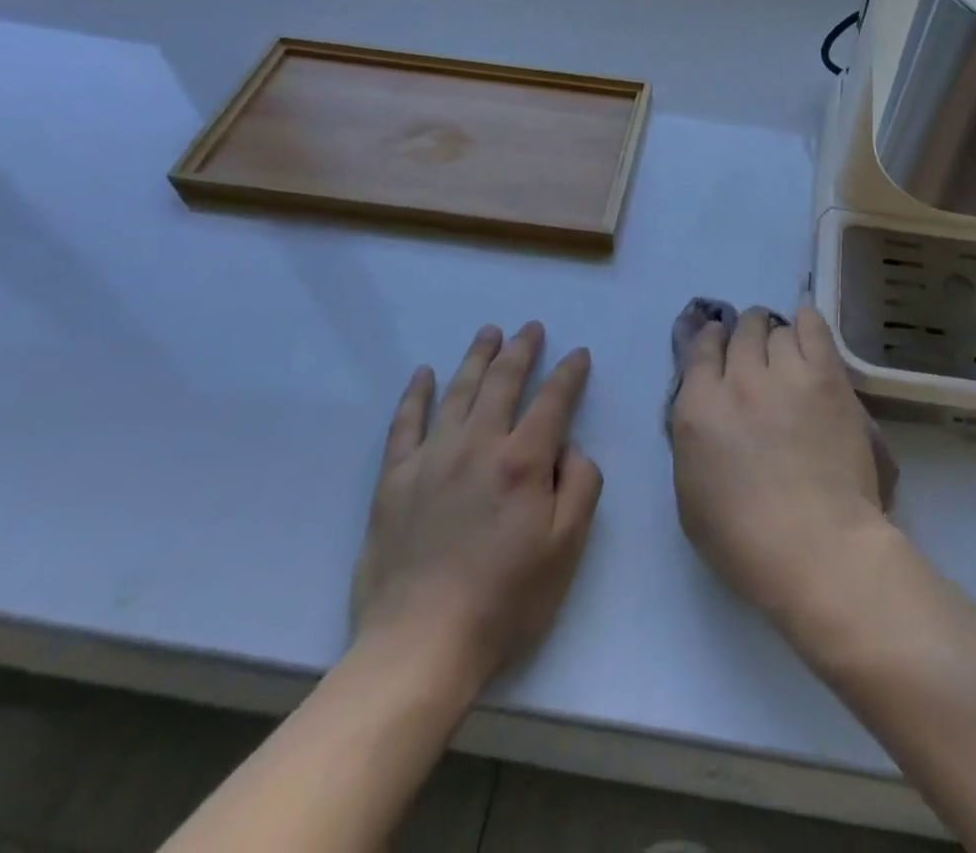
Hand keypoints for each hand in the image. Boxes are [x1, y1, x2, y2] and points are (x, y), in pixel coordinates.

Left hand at [350, 322, 602, 692]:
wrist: (419, 646)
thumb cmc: (504, 600)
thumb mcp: (566, 548)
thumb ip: (580, 485)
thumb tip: (569, 447)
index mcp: (523, 461)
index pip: (553, 400)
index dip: (569, 373)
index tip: (578, 354)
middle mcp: (478, 445)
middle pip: (503, 382)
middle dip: (521, 349)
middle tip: (531, 327)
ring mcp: (431, 458)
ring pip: (458, 391)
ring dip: (476, 357)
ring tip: (488, 332)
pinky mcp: (395, 479)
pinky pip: (405, 423)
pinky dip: (415, 394)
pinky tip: (423, 373)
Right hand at [668, 305, 893, 620]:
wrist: (818, 547)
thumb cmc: (745, 541)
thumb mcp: (690, 495)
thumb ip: (694, 438)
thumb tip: (705, 408)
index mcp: (698, 408)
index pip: (700, 349)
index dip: (711, 342)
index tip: (720, 347)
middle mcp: (738, 379)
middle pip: (741, 332)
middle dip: (746, 336)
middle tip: (757, 352)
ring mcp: (785, 373)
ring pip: (777, 329)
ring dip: (777, 337)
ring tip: (786, 351)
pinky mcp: (826, 376)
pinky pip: (814, 328)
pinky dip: (807, 321)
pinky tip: (806, 322)